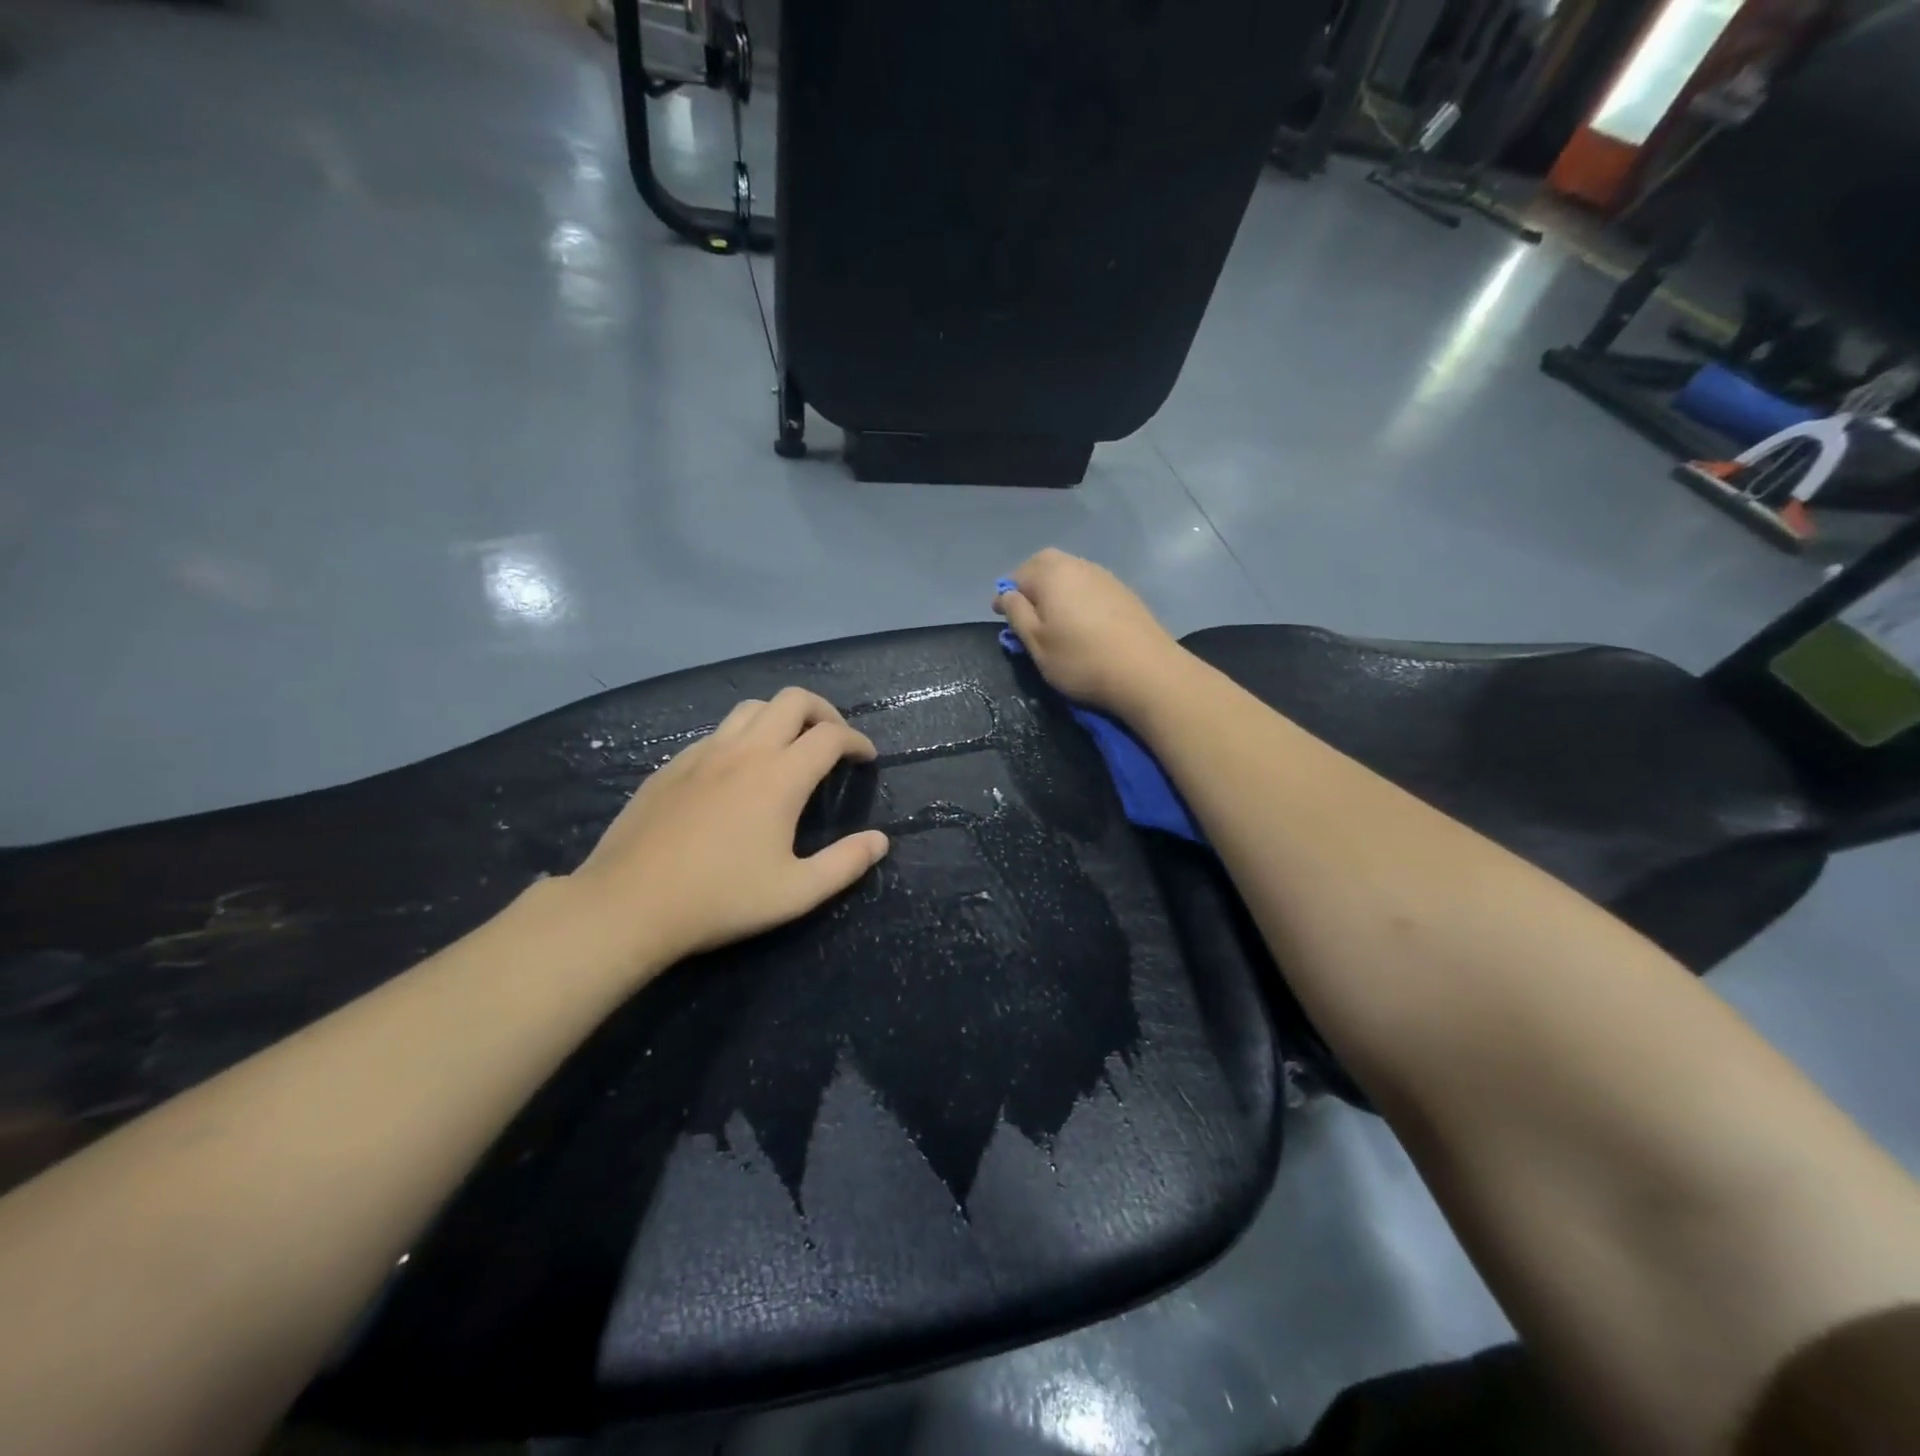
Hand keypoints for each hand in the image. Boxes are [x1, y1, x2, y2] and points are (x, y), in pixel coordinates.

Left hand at [568, 688, 889, 970]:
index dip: (857, 741)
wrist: (628, 904)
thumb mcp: (795, 893)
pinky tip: (738, 772)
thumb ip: (845, 864)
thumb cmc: (720, 899)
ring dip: (781, 717)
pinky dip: (743, 736)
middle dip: (823, 712)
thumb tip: (881, 841)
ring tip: (789, 747)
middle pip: (793, 700)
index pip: (830, 736)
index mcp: (780, 777)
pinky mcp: (672, 765)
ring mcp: (703, 753)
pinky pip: (717, 732)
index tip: (866, 758)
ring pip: (751, 708)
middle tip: (833, 741)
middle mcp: (744, 751)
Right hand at [993, 549, 1184, 714]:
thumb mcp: (1036, 643)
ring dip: (1057, 590)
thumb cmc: (1080, 660)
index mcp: (1051, 574)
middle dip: (1032, 584)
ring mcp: (1105, 577)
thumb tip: (1007, 594)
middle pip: (1046, 565)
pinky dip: (1079, 598)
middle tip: (1027, 613)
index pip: (1017, 575)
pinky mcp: (1125, 593)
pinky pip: (1091, 587)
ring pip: (1071, 574)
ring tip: (1054, 619)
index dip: (1006, 595)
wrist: (1147, 672)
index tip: (1001, 617)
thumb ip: (1017, 614)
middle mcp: (1078, 565)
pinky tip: (1083, 622)